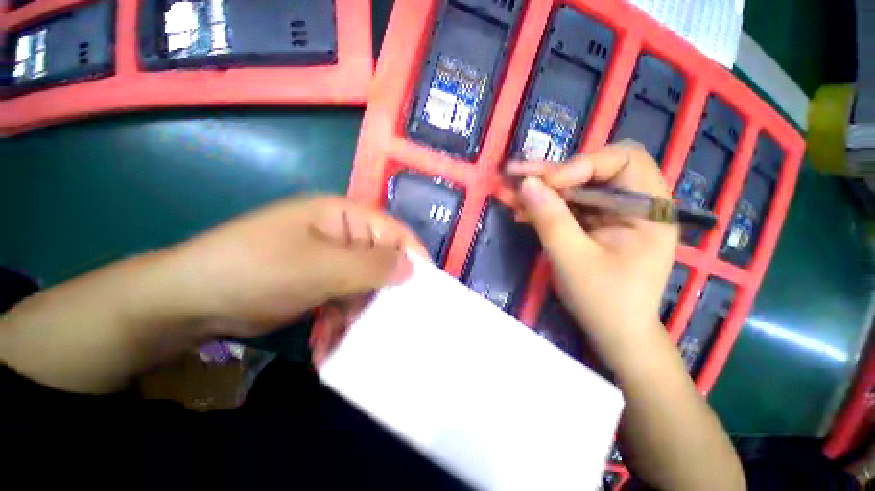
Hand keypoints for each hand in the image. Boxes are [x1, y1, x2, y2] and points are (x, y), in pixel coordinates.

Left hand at [165, 196, 425, 337]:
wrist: (189, 301)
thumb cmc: (257, 270)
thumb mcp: (320, 268)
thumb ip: (371, 267)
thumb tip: (413, 268)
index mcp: (343, 216)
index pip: (392, 232)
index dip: (412, 256)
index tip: (427, 287)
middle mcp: (340, 234)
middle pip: (379, 260)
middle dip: (383, 291)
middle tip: (391, 322)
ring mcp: (329, 260)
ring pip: (362, 284)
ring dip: (358, 312)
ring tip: (349, 338)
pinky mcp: (317, 282)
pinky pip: (343, 298)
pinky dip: (339, 320)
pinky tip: (327, 343)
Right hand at [507, 141, 677, 361]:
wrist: (614, 334)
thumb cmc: (604, 301)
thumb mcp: (573, 259)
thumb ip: (551, 219)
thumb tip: (527, 183)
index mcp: (649, 209)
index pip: (622, 160)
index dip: (581, 165)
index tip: (547, 184)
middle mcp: (633, 203)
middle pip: (592, 170)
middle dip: (551, 173)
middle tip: (514, 173)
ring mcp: (611, 214)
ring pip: (573, 188)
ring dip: (539, 190)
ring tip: (507, 190)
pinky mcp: (593, 225)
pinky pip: (566, 207)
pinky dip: (542, 207)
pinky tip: (519, 211)